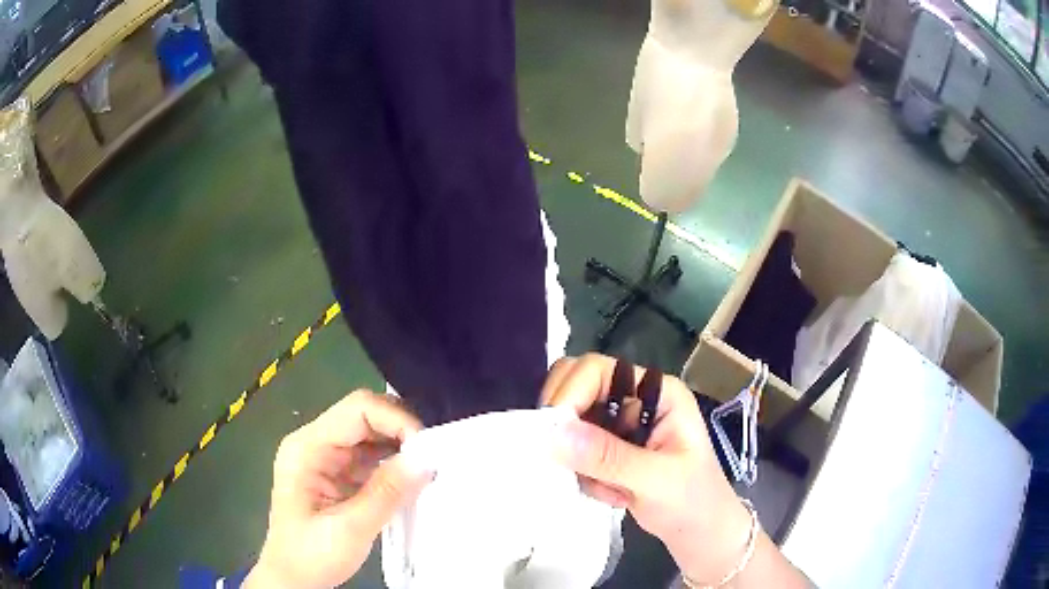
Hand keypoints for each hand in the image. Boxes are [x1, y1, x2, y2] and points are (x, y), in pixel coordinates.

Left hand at [245, 390, 432, 588]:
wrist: (292, 579)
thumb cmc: (311, 555)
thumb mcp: (350, 529)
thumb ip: (386, 493)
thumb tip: (424, 459)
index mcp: (307, 448)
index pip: (357, 409)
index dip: (396, 419)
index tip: (426, 449)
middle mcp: (315, 443)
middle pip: (364, 416)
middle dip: (401, 431)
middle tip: (433, 457)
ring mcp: (326, 458)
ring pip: (371, 434)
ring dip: (400, 447)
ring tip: (428, 468)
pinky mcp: (337, 474)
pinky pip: (370, 457)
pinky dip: (394, 465)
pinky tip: (411, 480)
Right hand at [542, 354, 751, 584]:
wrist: (700, 532)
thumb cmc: (694, 501)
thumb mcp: (656, 480)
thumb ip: (608, 457)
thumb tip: (554, 433)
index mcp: (657, 392)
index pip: (598, 371)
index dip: (570, 394)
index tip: (552, 434)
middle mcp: (634, 400)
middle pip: (576, 387)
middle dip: (567, 426)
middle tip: (569, 462)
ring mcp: (619, 426)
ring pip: (569, 424)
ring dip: (579, 461)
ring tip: (610, 489)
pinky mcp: (607, 451)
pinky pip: (573, 452)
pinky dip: (583, 476)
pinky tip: (615, 495)